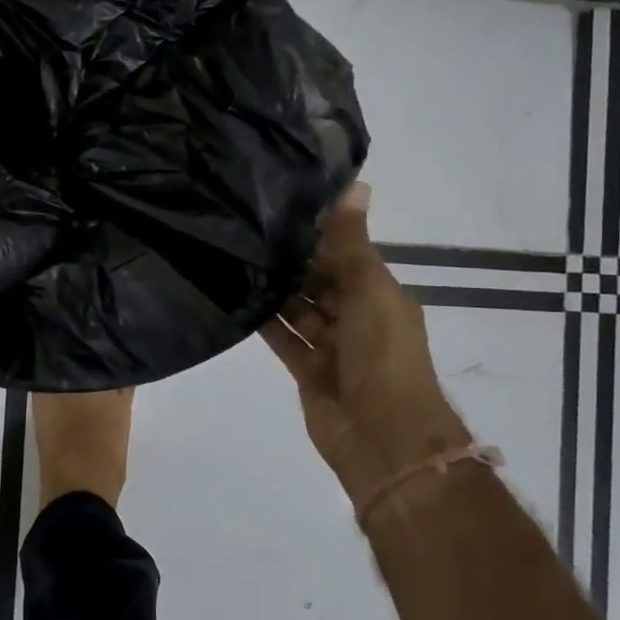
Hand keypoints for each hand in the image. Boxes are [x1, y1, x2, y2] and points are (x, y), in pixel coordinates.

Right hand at [260, 184, 470, 505]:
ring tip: (236, 255)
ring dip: (275, 289)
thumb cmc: (383, 354)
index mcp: (379, 294)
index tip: (281, 204)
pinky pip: (283, 337)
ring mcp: (330, 345)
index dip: (319, 233)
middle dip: (292, 260)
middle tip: (248, 227)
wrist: (382, 435)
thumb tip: (356, 184)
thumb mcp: (370, 289)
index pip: (346, 254)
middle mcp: (356, 316)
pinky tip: (236, 296)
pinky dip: (265, 320)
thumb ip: (352, 242)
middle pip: (320, 281)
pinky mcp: (306, 369)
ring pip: (298, 308)